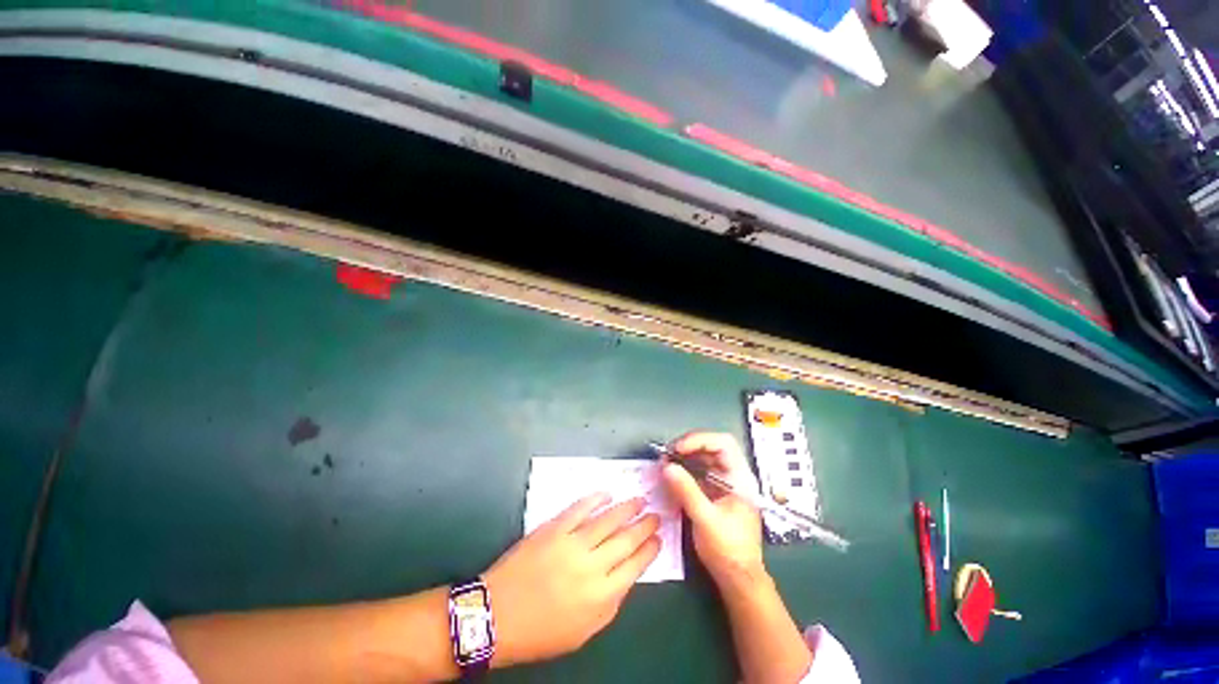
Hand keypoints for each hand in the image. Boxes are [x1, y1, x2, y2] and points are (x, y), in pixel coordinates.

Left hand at [483, 493, 660, 666]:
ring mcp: (572, 543)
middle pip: (626, 539)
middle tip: (655, 515)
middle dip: (645, 525)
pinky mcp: (553, 528)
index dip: (650, 549)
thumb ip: (609, 603)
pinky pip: (579, 509)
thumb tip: (626, 576)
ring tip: (639, 500)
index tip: (658, 539)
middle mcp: (591, 567)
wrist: (496, 616)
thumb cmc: (540, 632)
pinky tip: (606, 494)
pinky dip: (595, 499)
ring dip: (627, 508)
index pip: (636, 566)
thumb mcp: (583, 631)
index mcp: (601, 597)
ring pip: (608, 520)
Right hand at [661, 433, 764, 591]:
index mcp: (740, 478)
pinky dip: (684, 470)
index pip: (723, 443)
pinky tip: (671, 475)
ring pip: (703, 459)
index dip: (700, 440)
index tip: (678, 448)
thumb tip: (667, 466)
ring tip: (665, 462)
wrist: (738, 579)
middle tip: (667, 454)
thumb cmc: (728, 550)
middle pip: (712, 447)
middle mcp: (734, 475)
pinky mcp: (714, 492)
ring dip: (684, 457)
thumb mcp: (706, 520)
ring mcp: (723, 483)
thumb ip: (687, 491)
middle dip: (688, 446)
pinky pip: (698, 472)